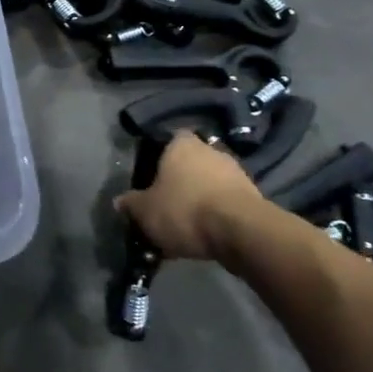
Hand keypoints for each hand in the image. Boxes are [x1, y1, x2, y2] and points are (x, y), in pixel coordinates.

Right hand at [115, 131, 266, 261]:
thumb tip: (119, 201)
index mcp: (181, 145)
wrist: (241, 232)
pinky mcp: (253, 196)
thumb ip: (130, 204)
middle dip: (179, 179)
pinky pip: (225, 201)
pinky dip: (215, 213)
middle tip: (165, 200)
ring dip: (199, 197)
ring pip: (209, 182)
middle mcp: (210, 150)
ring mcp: (235, 172)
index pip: (168, 138)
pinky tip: (204, 233)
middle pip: (190, 161)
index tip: (150, 173)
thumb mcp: (145, 211)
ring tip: (184, 222)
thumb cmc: (185, 209)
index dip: (158, 154)